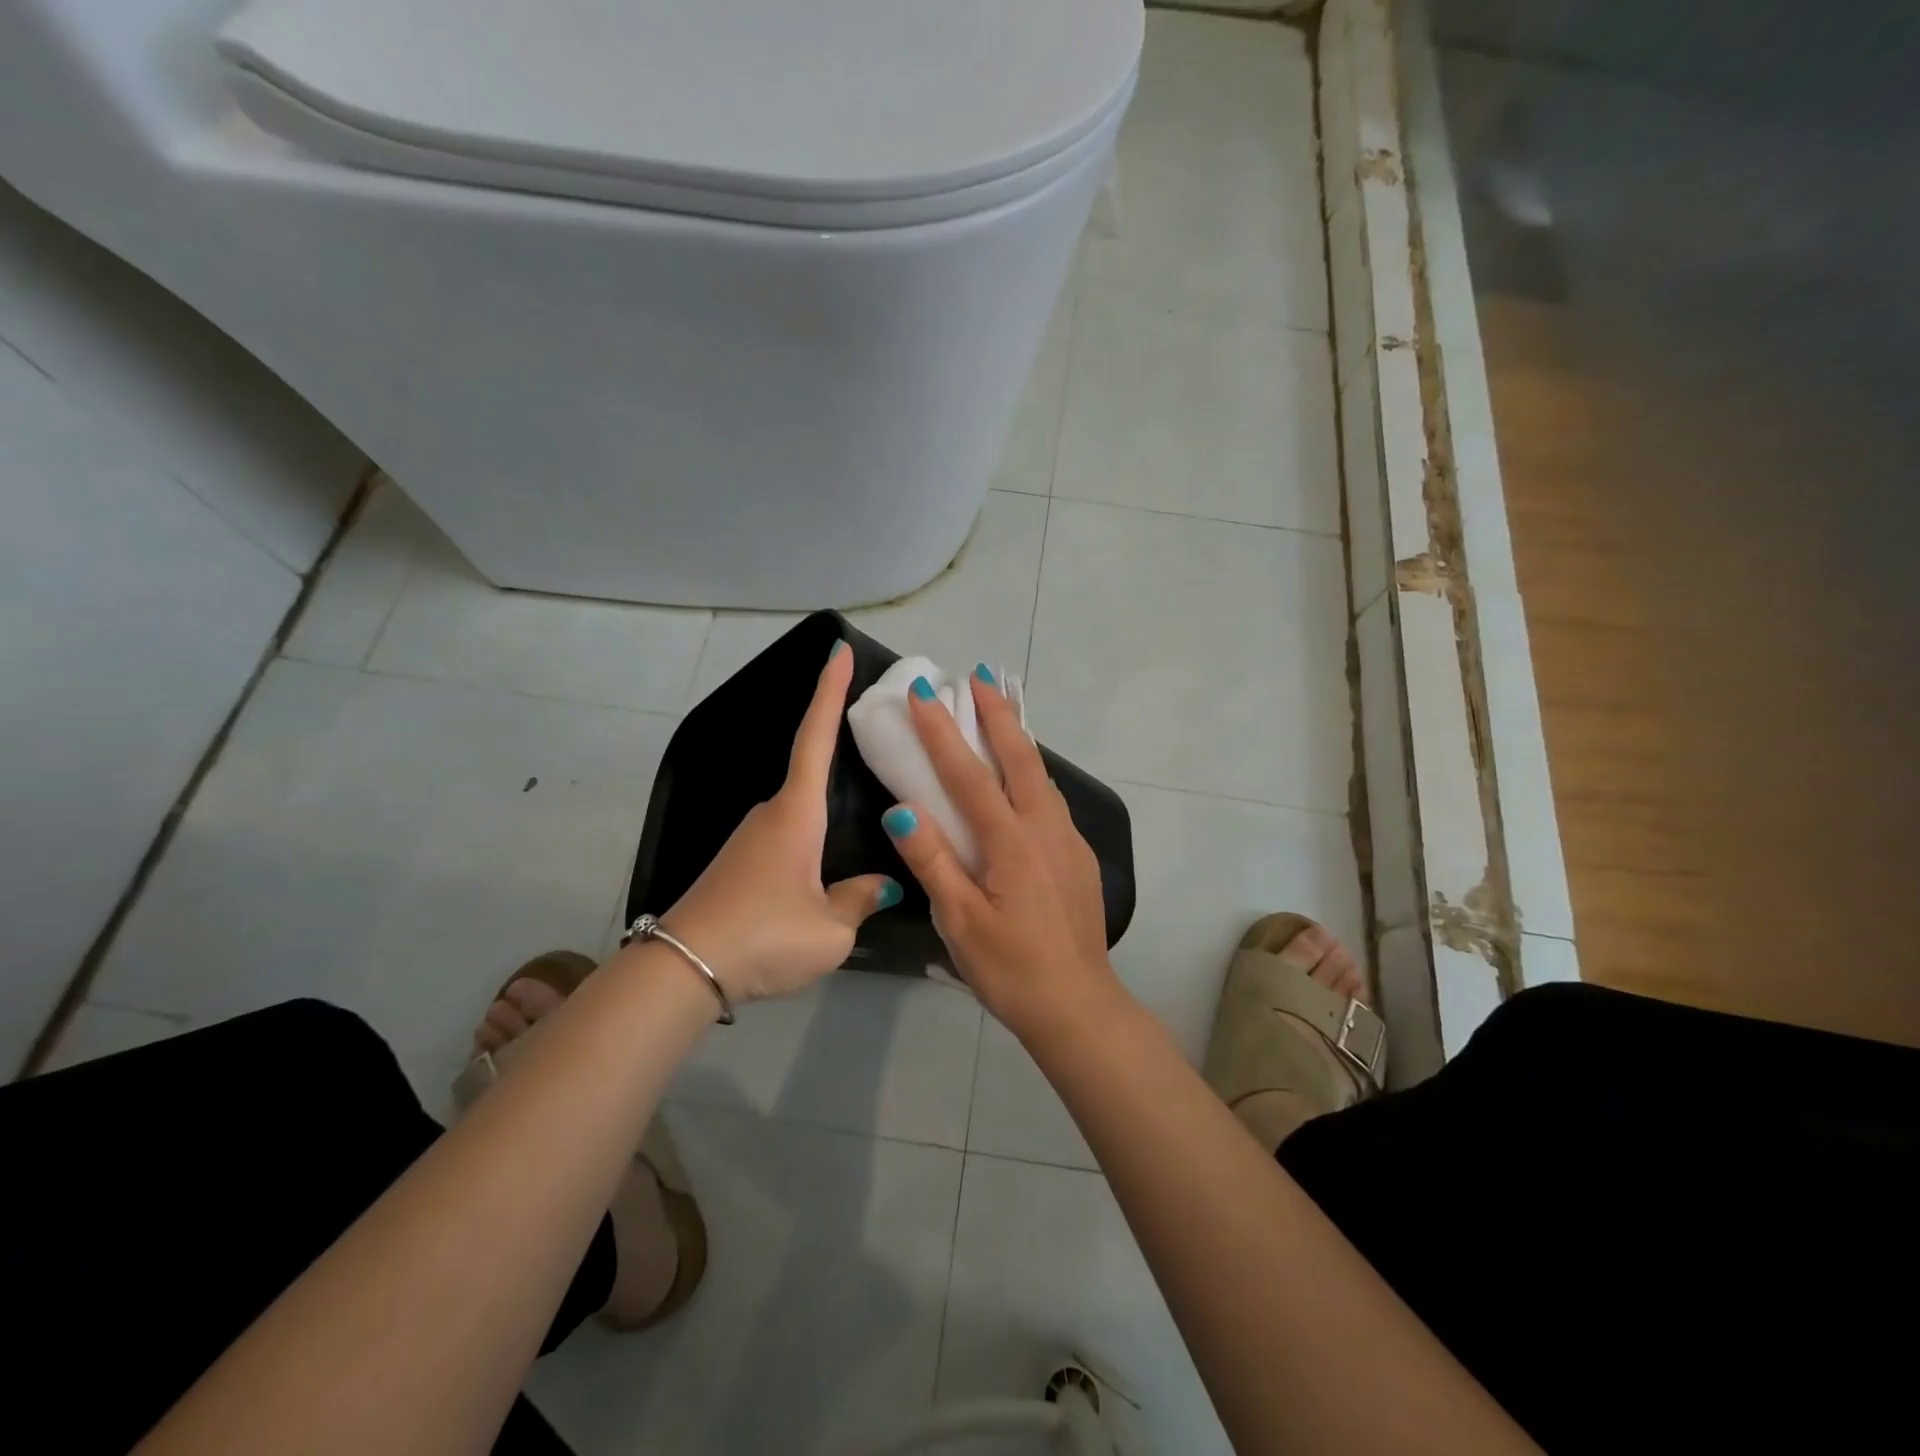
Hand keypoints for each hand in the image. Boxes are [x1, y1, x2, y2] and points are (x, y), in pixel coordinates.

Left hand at [661, 642, 899, 1003]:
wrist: (683, 970)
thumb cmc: (764, 936)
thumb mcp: (830, 929)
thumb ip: (861, 899)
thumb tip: (881, 883)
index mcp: (796, 813)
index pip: (815, 738)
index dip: (829, 691)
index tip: (837, 649)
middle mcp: (772, 814)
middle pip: (811, 769)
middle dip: (841, 749)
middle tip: (883, 743)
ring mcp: (751, 838)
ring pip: (802, 810)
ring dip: (830, 806)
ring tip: (867, 815)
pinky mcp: (742, 863)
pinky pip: (789, 835)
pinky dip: (814, 835)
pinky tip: (830, 863)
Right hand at [883, 664, 1123, 1039]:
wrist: (1078, 1006)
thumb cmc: (1010, 969)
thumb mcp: (960, 921)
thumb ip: (933, 860)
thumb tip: (902, 807)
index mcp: (1011, 842)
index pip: (969, 774)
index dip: (943, 732)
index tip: (924, 693)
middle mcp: (1045, 829)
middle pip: (1021, 757)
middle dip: (998, 712)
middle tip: (981, 674)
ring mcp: (1068, 841)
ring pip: (1043, 775)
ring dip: (1020, 738)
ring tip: (1003, 711)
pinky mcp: (1079, 858)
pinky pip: (1052, 800)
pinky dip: (1033, 772)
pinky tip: (1024, 780)